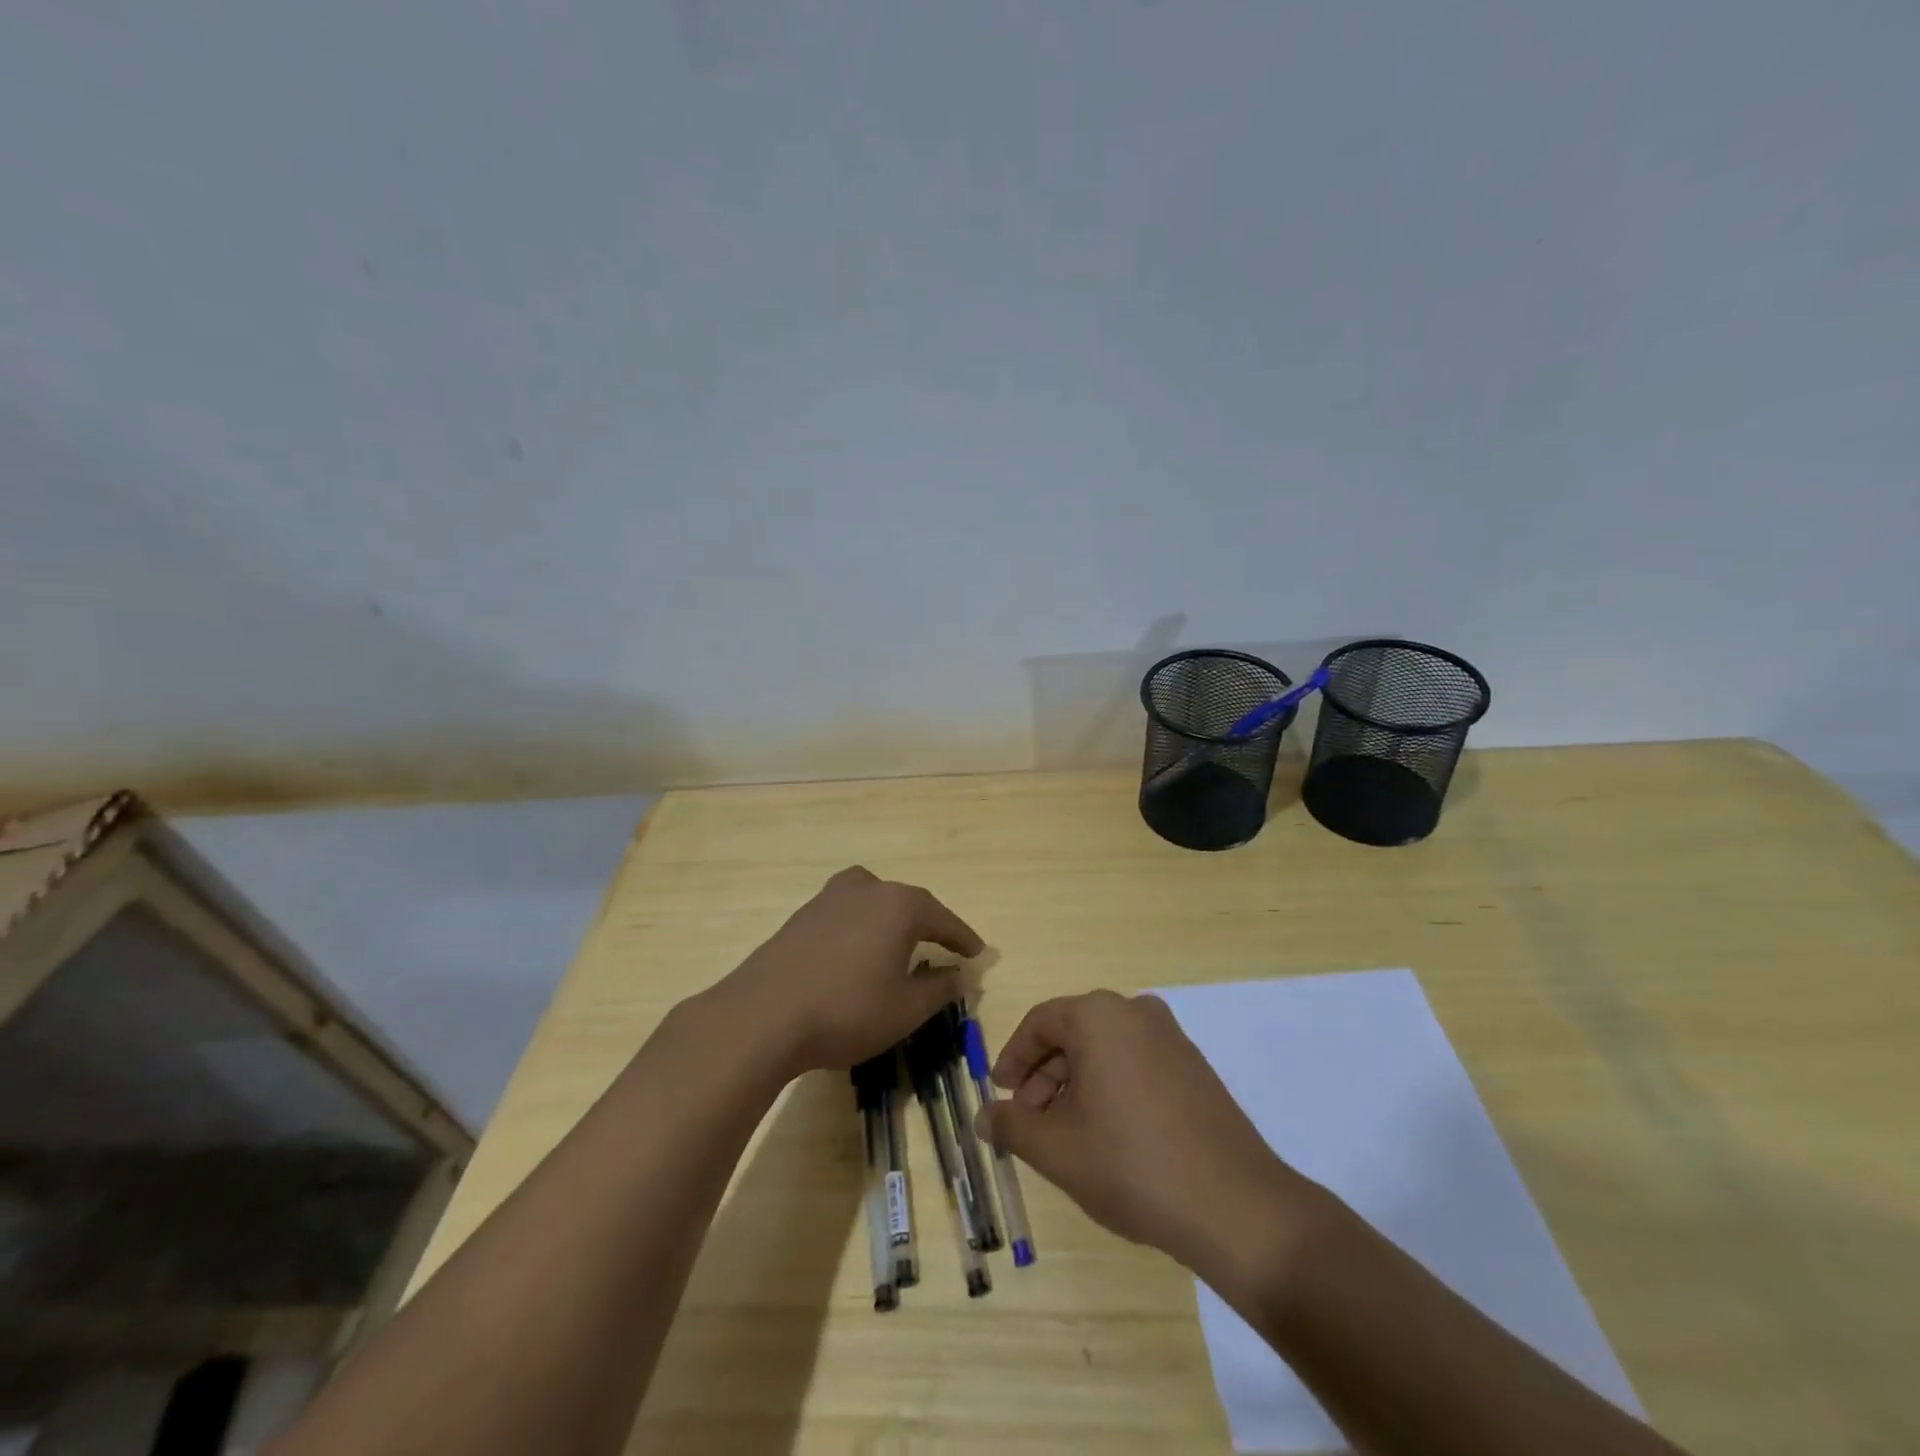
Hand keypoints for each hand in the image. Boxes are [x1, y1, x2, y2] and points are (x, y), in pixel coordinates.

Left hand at [720, 866, 984, 1075]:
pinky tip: (855, 953)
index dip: (962, 937)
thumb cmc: (847, 1010)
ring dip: (890, 919)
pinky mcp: (801, 917)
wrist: (762, 1016)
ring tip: (897, 942)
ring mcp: (828, 899)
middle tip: (942, 946)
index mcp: (899, 906)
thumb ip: (939, 989)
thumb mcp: (906, 1009)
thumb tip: (958, 976)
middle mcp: (866, 890)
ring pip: (872, 899)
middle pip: (907, 901)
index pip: (942, 918)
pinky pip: (844, 913)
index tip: (978, 951)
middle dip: (927, 923)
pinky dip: (860, 927)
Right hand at [977, 990, 1309, 1278]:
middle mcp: (1136, 1012)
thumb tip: (984, 1116)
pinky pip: (1135, 1062)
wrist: (1235, 1206)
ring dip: (1075, 1083)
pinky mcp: (1194, 1066)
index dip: (1013, 1058)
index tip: (1000, 1095)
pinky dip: (1110, 1087)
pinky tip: (1108, 1134)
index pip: (1040, 1023)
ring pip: (1105, 1049)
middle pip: (1073, 1033)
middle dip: (1043, 1076)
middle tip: (1029, 1121)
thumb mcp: (1057, 1149)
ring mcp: (1171, 1037)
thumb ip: (1012, 1126)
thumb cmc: (1131, 1165)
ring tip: (1066, 1134)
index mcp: (1099, 1015)